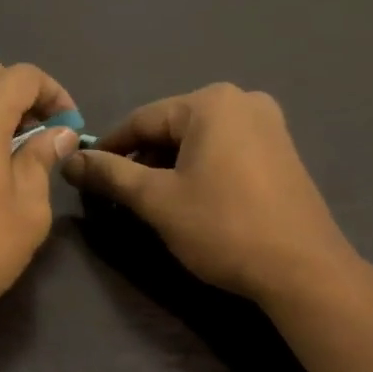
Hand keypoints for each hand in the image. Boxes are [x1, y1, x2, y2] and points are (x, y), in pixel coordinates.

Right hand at [62, 83, 361, 304]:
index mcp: (211, 103)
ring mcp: (269, 125)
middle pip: (171, 128)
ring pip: (198, 142)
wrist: (302, 269)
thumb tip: (70, 161)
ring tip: (151, 203)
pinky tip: (191, 201)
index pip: (142, 120)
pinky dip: (200, 170)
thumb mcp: (156, 200)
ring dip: (169, 168)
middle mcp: (243, 101)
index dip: (109, 148)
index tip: (85, 175)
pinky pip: (225, 152)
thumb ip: (110, 175)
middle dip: (141, 160)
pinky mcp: (282, 152)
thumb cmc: (222, 226)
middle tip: (119, 196)